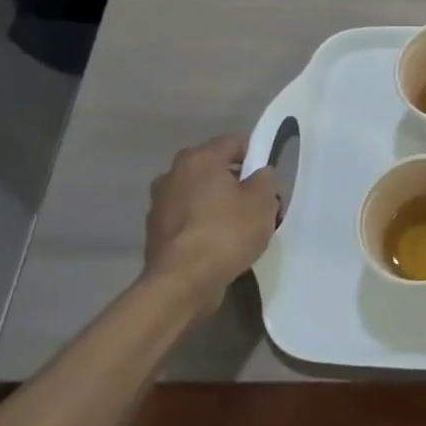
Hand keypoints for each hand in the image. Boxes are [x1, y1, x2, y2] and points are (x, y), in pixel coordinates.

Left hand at [144, 135, 280, 310]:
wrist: (181, 284)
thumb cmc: (226, 233)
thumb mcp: (263, 202)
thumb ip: (265, 180)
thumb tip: (259, 174)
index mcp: (199, 159)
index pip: (234, 142)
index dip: (256, 155)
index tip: (268, 177)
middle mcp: (173, 174)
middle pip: (214, 168)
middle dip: (236, 181)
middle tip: (257, 202)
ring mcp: (160, 204)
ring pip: (200, 194)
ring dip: (218, 204)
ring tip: (240, 227)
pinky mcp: (156, 232)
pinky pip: (189, 218)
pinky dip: (203, 224)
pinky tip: (220, 243)